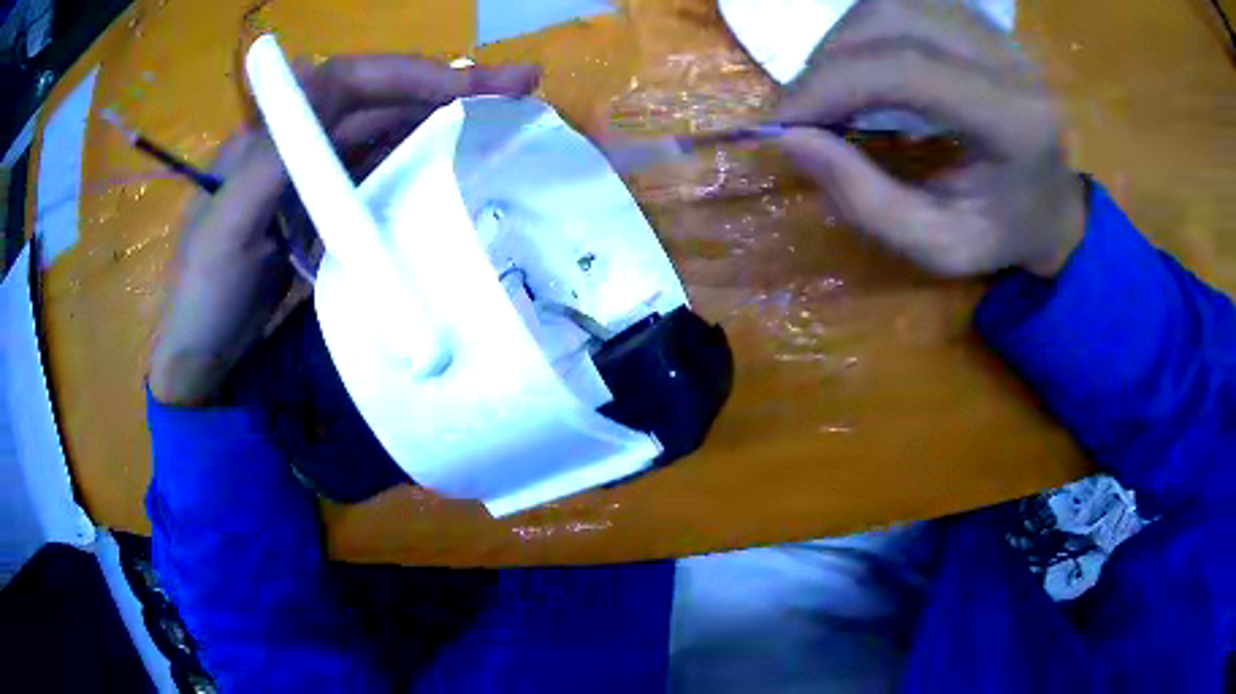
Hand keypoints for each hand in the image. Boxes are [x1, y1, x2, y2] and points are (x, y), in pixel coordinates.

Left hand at [149, 55, 540, 405]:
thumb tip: (320, 89)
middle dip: (443, 89)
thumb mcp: (224, 231)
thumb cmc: (204, 296)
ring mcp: (313, 179)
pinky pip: (378, 176)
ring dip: (437, 121)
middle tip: (515, 89)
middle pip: (375, 101)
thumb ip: (267, 161)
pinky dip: (416, 166)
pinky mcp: (326, 213)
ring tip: (498, 119)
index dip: (408, 74)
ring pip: (383, 134)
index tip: (471, 84)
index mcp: (270, 137)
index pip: (346, 83)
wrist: (203, 359)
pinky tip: (450, 166)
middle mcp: (297, 144)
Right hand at [773, 0, 1086, 278]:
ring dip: (842, 41)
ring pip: (892, 2)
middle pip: (891, 19)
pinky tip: (860, 64)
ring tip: (830, 89)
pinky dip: (863, 28)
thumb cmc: (1001, 233)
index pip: (906, 70)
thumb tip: (790, 140)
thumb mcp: (938, 247)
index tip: (780, 123)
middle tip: (803, 111)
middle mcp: (1008, 60)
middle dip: (829, 61)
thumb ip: (866, 201)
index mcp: (1013, 121)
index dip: (830, 84)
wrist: (1052, 204)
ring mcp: (995, 32)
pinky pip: (903, 1)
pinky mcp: (979, 21)